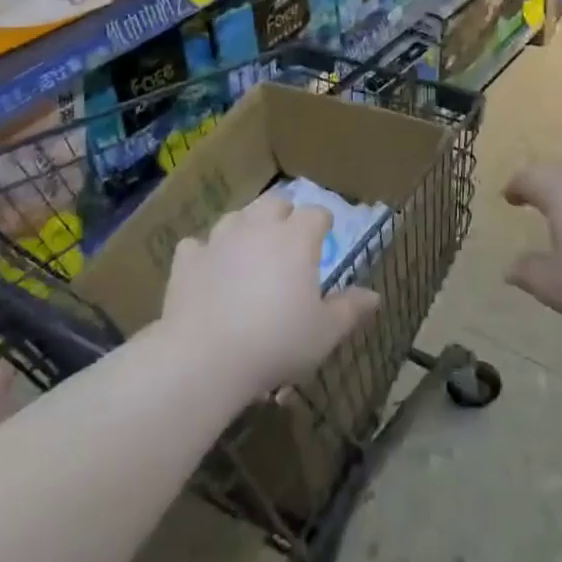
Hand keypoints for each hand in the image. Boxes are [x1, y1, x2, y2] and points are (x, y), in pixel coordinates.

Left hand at [159, 193, 379, 400]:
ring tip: (249, 250)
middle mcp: (258, 227)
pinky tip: (207, 269)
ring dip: (246, 227)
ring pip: (236, 216)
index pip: (316, 213)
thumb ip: (350, 309)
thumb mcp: (324, 333)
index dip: (322, 223)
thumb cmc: (276, 342)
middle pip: (274, 203)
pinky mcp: (187, 259)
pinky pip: (197, 245)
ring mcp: (219, 239)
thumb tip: (374, 296)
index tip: (325, 236)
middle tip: (287, 240)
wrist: (205, 357)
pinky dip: (205, 253)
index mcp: (296, 238)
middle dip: (284, 215)